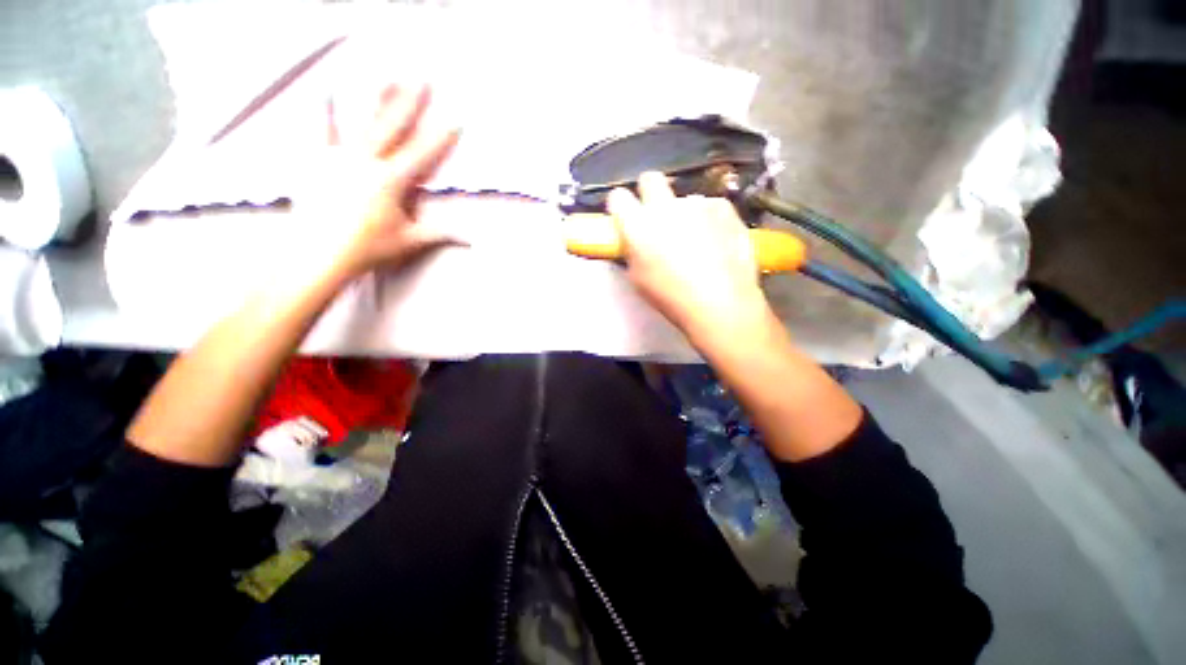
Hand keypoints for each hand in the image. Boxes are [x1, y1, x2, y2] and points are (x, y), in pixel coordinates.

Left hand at [300, 83, 460, 279]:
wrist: (318, 253)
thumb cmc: (368, 248)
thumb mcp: (409, 241)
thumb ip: (440, 234)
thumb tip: (472, 241)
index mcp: (392, 180)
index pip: (423, 155)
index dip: (442, 137)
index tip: (455, 119)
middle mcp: (367, 161)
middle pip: (394, 127)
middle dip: (410, 102)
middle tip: (422, 79)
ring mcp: (340, 157)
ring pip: (363, 122)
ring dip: (376, 99)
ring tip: (386, 76)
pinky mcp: (318, 161)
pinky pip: (321, 132)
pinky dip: (323, 112)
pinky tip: (324, 91)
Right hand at [608, 172, 771, 343]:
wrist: (721, 303)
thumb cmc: (672, 297)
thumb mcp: (638, 279)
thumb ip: (632, 251)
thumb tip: (635, 240)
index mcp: (638, 225)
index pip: (618, 197)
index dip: (620, 206)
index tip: (625, 216)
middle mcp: (665, 207)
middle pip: (650, 179)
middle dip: (649, 193)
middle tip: (655, 216)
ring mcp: (697, 204)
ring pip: (683, 198)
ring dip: (682, 213)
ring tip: (694, 241)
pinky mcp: (723, 208)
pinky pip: (709, 206)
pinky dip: (708, 218)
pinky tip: (716, 240)